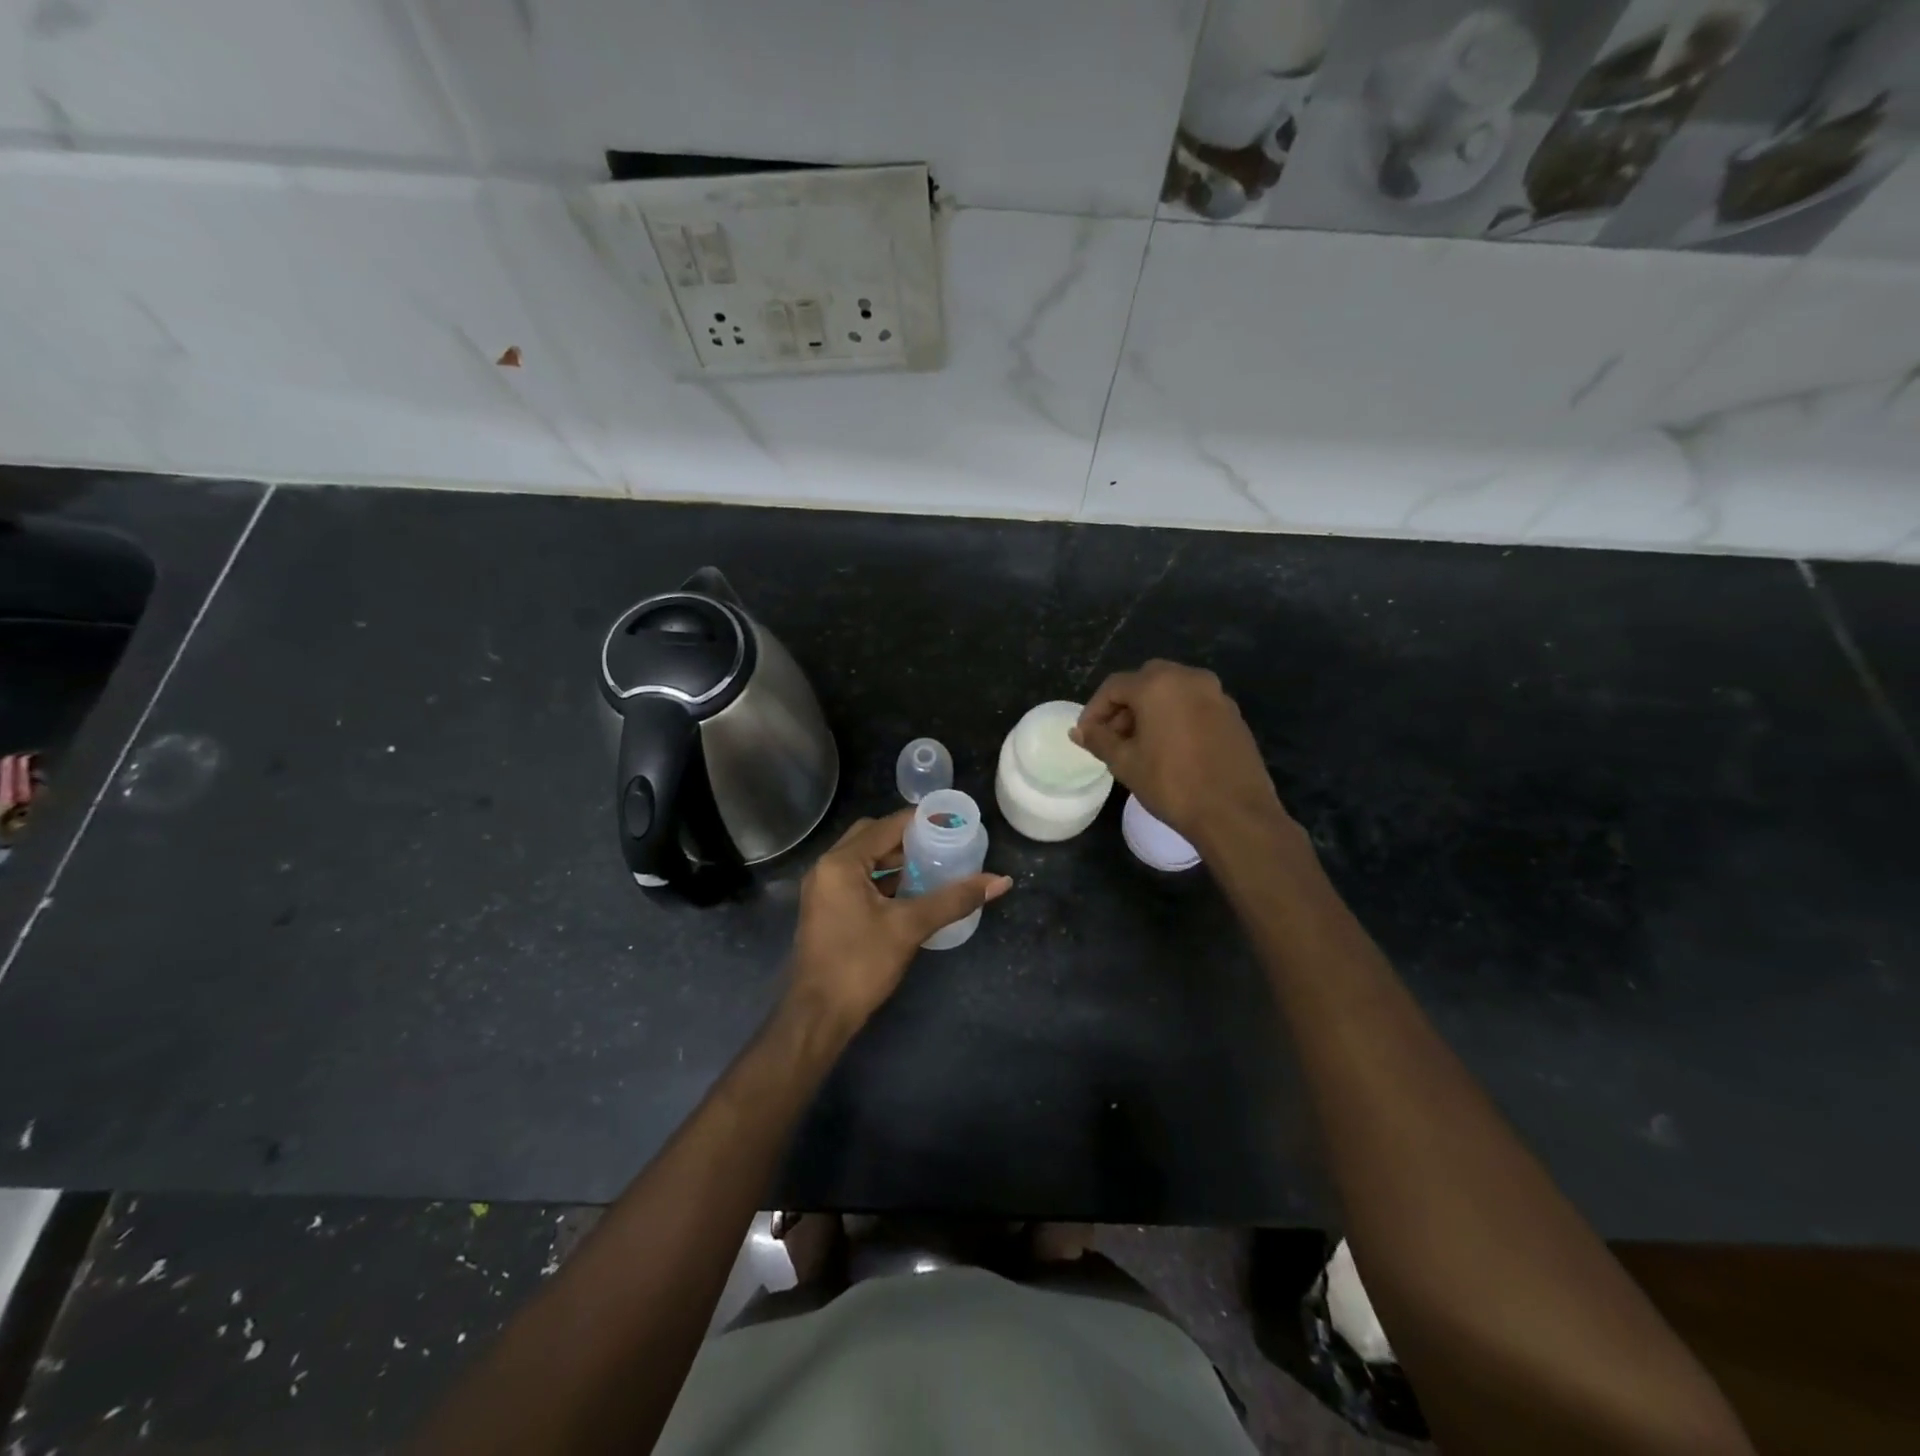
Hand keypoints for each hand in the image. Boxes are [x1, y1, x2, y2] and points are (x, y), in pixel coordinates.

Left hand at [786, 810, 1011, 1031]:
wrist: (818, 1016)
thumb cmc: (860, 964)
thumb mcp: (909, 927)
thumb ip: (953, 900)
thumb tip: (1000, 881)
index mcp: (841, 863)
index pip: (887, 826)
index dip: (922, 822)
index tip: (954, 824)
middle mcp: (827, 868)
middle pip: (872, 837)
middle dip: (908, 839)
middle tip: (943, 844)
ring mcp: (823, 890)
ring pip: (864, 860)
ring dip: (895, 860)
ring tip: (934, 865)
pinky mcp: (827, 910)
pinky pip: (858, 880)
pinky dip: (884, 879)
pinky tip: (912, 892)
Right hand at [1071, 659, 1283, 845]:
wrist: (1234, 813)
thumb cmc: (1172, 784)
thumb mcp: (1125, 763)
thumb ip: (1099, 740)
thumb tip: (1078, 731)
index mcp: (1158, 685)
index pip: (1114, 687)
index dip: (1094, 709)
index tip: (1085, 734)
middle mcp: (1189, 678)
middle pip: (1145, 681)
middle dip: (1124, 706)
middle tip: (1112, 737)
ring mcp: (1216, 695)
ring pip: (1172, 691)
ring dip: (1151, 710)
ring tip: (1139, 744)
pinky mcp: (1233, 714)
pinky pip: (1194, 705)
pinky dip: (1176, 716)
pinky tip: (1170, 748)